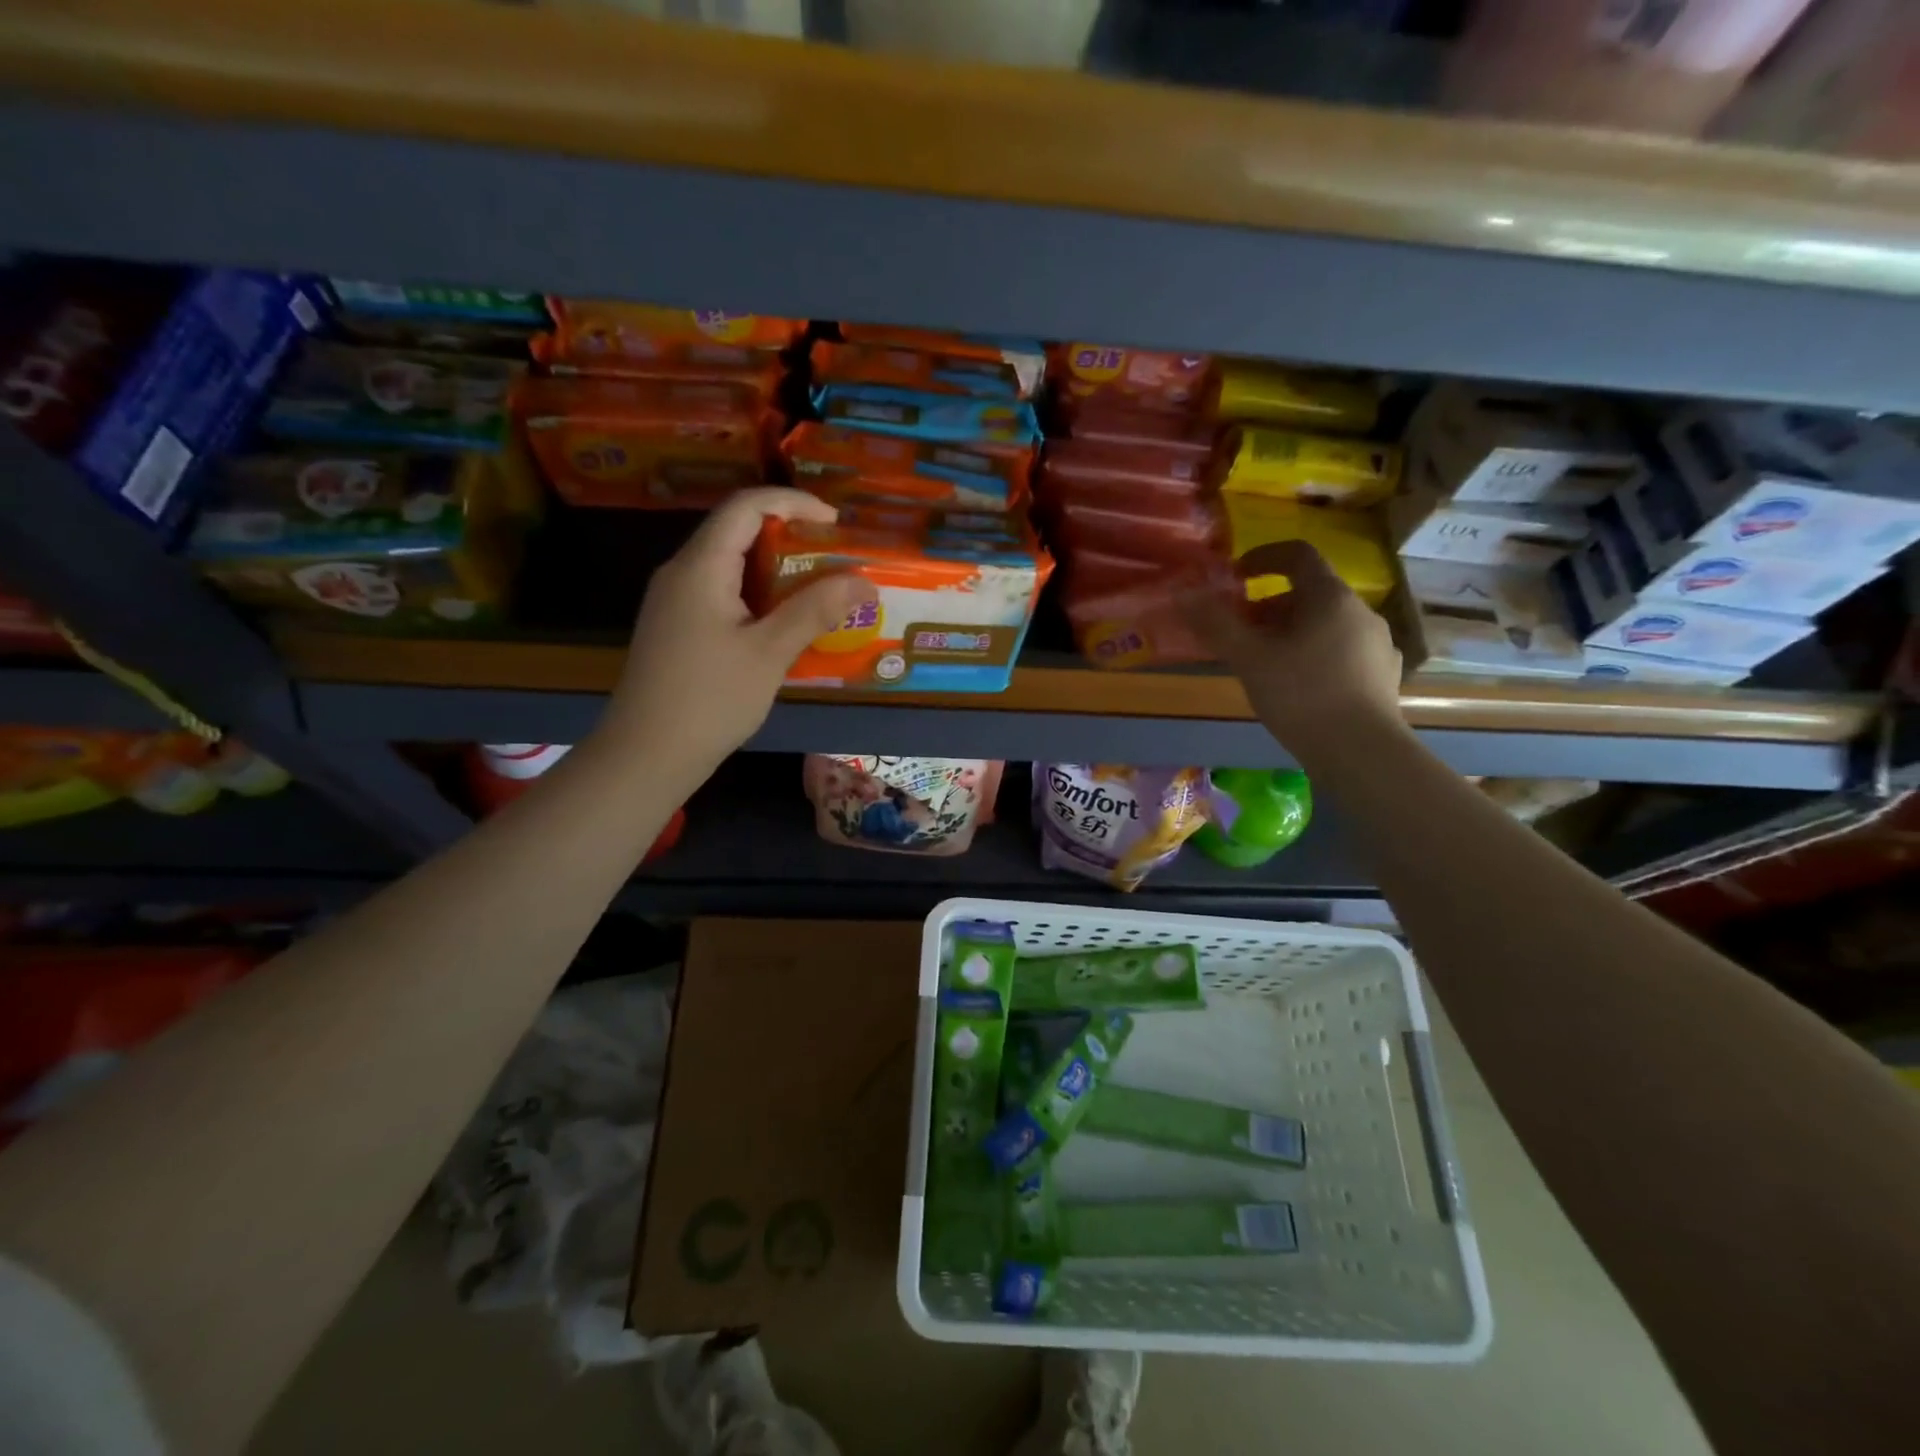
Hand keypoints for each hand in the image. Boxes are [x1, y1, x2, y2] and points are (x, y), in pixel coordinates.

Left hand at [598, 488, 873, 773]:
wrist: (646, 754)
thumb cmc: (709, 700)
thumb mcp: (769, 653)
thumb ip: (814, 610)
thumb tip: (863, 581)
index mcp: (700, 567)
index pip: (746, 506)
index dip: (793, 502)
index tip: (835, 522)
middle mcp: (681, 572)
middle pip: (736, 530)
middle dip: (789, 535)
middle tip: (834, 558)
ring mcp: (674, 600)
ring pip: (729, 563)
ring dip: (775, 568)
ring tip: (818, 588)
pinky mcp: (676, 625)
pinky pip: (721, 591)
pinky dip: (757, 593)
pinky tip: (782, 621)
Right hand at [1184, 540, 1404, 767]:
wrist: (1361, 752)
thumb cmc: (1301, 696)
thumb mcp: (1248, 659)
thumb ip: (1216, 623)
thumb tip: (1184, 593)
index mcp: (1330, 597)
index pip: (1297, 554)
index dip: (1263, 557)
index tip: (1236, 575)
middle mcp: (1361, 611)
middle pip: (1311, 592)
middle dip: (1270, 605)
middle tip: (1241, 631)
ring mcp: (1378, 643)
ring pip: (1327, 623)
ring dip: (1293, 631)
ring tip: (1267, 662)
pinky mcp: (1384, 675)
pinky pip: (1344, 650)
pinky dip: (1316, 654)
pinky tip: (1302, 685)